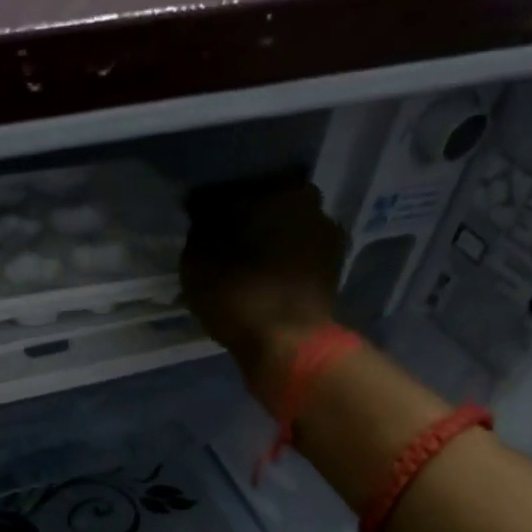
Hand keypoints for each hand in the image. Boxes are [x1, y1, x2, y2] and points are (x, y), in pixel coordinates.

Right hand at [180, 179, 345, 384]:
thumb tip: (205, 221)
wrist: (287, 343)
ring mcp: (327, 234)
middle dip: (250, 221)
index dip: (218, 208)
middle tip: (227, 245)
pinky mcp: (335, 266)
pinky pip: (301, 256)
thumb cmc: (237, 296)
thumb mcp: (196, 263)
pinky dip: (287, 264)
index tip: (206, 226)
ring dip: (272, 241)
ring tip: (250, 267)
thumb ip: (200, 233)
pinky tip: (269, 282)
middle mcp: (309, 201)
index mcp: (276, 190)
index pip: (237, 189)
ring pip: (288, 229)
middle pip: (269, 205)